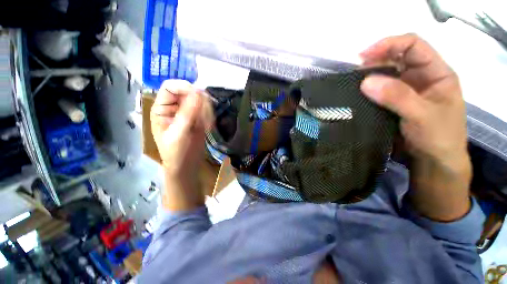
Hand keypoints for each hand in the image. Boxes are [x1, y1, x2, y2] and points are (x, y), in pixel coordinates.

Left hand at [151, 80, 212, 210]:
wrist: (187, 165)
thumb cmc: (176, 152)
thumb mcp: (179, 133)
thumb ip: (187, 113)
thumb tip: (198, 92)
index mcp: (162, 108)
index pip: (170, 87)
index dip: (183, 87)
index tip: (199, 95)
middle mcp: (174, 107)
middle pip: (188, 92)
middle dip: (199, 102)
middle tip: (207, 116)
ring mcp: (188, 112)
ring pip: (200, 101)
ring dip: (206, 111)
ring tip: (206, 125)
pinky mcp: (198, 118)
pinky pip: (207, 110)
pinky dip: (210, 116)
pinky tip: (208, 127)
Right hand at [360, 34, 470, 220]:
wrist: (433, 161)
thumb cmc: (439, 137)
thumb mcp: (422, 115)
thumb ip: (397, 97)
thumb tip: (365, 81)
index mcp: (436, 73)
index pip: (413, 45)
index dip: (389, 44)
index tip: (363, 56)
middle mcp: (420, 77)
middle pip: (396, 58)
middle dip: (375, 60)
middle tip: (354, 72)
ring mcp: (406, 90)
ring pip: (385, 74)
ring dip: (368, 76)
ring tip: (352, 83)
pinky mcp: (393, 102)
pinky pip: (378, 91)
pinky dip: (367, 90)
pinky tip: (357, 94)